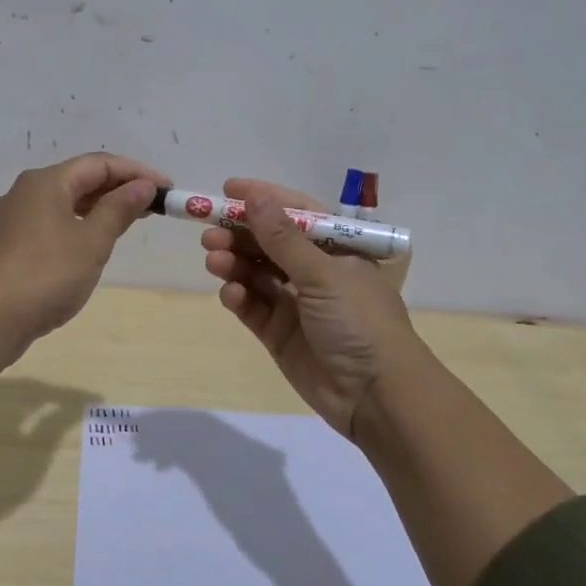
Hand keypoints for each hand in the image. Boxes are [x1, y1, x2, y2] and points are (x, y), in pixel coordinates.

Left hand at [0, 152, 165, 342]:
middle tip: (154, 205)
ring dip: (99, 206)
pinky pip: (51, 221)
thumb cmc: (47, 274)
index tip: (167, 189)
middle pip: (80, 178)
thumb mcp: (92, 242)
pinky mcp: (8, 243)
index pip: (100, 164)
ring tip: (130, 220)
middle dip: (119, 188)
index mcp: (46, 181)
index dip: (137, 172)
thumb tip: (142, 186)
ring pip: (64, 201)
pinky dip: (78, 223)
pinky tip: (92, 241)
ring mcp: (13, 217)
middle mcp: (26, 190)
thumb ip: (119, 210)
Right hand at [201, 178, 420, 443]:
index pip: (296, 213)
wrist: (376, 396)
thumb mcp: (324, 274)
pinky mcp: (280, 333)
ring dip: (234, 263)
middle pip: (270, 244)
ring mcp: (296, 303)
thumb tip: (254, 197)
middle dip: (240, 234)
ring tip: (213, 259)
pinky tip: (230, 293)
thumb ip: (284, 239)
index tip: (227, 189)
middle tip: (209, 232)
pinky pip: (253, 307)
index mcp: (337, 249)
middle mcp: (316, 272)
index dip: (263, 199)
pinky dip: (239, 297)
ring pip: (256, 274)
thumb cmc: (359, 322)